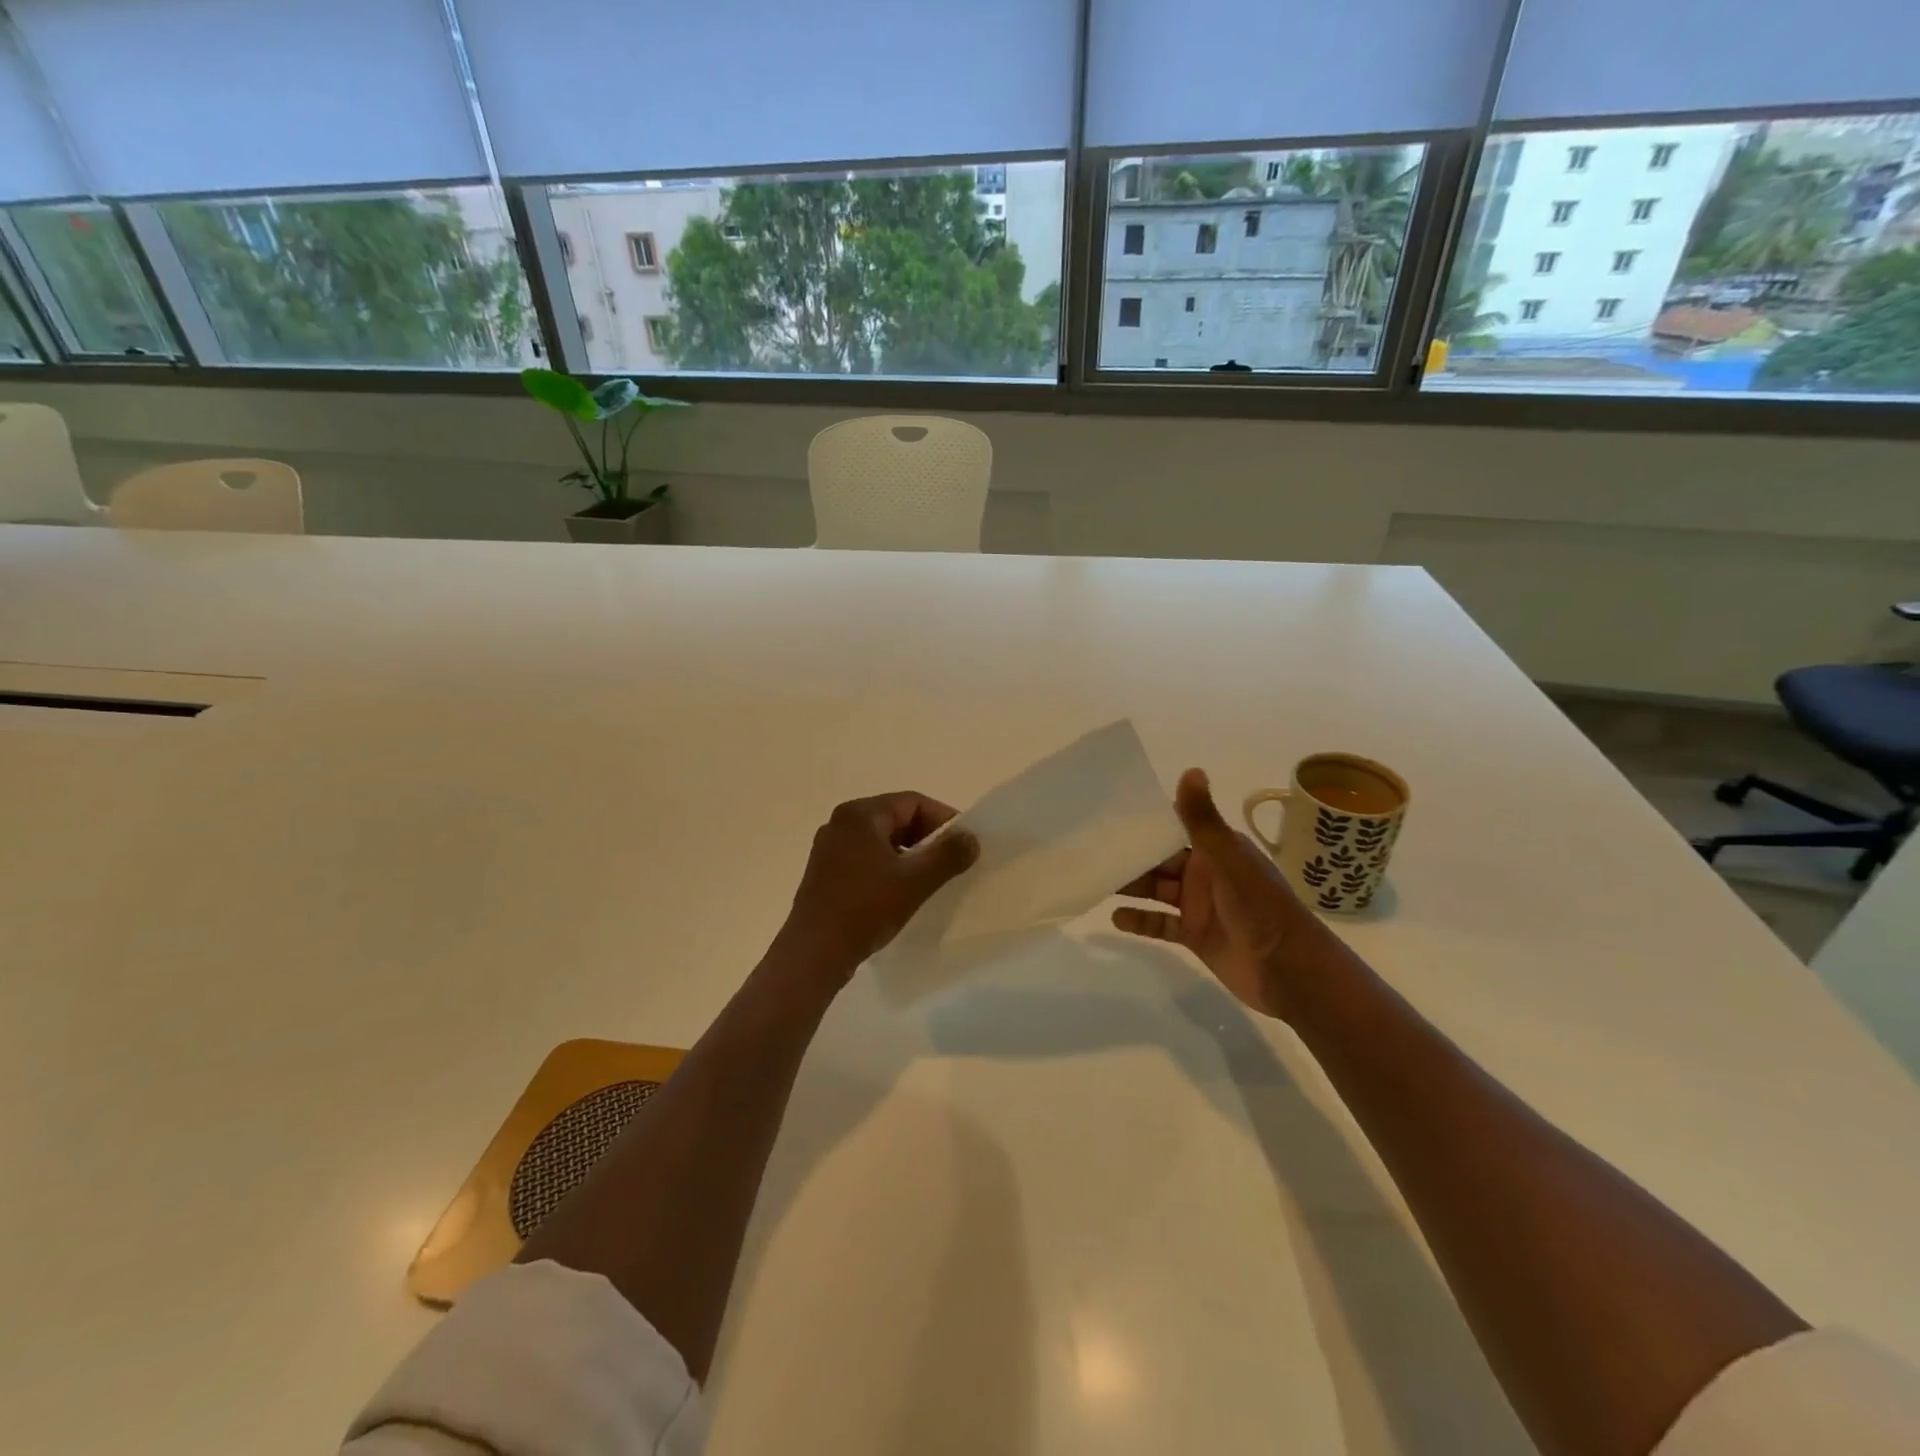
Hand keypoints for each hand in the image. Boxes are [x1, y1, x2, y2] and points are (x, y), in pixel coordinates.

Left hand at [774, 792, 978, 985]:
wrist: (814, 953)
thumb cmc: (865, 908)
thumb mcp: (915, 881)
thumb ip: (947, 855)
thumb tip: (971, 838)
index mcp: (860, 814)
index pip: (912, 802)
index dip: (944, 819)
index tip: (965, 843)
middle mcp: (841, 822)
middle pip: (896, 818)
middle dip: (927, 837)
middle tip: (952, 861)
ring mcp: (829, 847)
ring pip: (881, 840)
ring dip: (909, 854)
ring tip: (930, 878)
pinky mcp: (825, 872)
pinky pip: (866, 857)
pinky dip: (888, 866)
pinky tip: (901, 891)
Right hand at [1113, 768, 1339, 1020]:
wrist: (1289, 972)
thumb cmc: (1261, 908)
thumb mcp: (1229, 859)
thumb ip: (1204, 820)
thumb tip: (1190, 770)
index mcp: (1217, 849)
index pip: (1176, 826)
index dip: (1147, 820)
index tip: (1111, 811)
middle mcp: (1205, 873)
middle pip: (1160, 859)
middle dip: (1131, 854)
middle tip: (1091, 848)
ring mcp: (1198, 905)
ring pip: (1156, 889)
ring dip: (1130, 885)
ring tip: (1095, 878)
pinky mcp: (1194, 935)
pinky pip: (1160, 924)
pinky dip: (1140, 921)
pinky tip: (1115, 917)